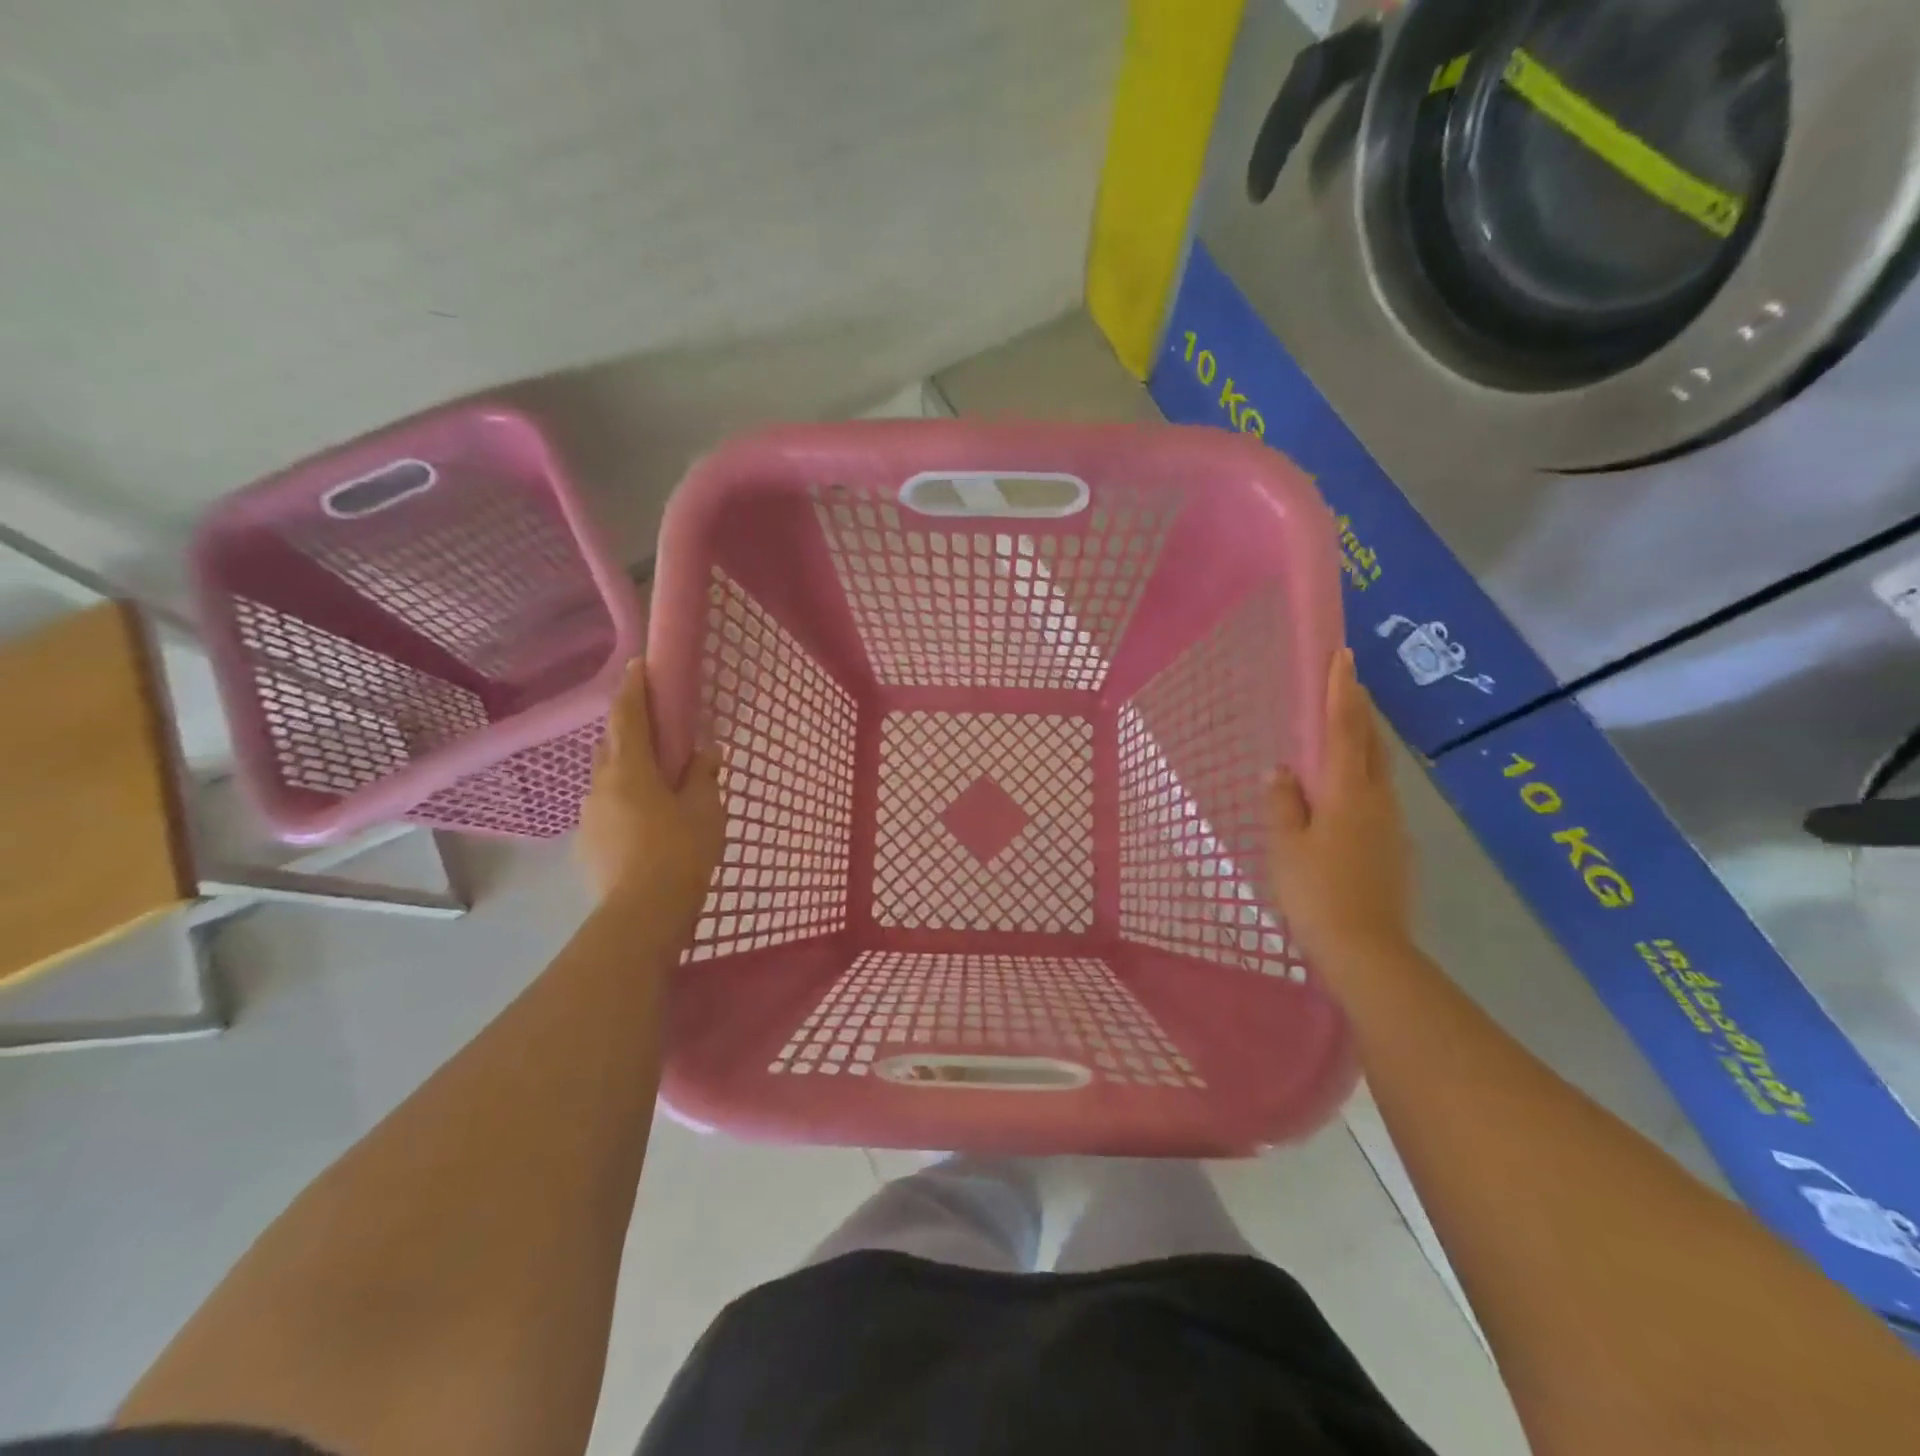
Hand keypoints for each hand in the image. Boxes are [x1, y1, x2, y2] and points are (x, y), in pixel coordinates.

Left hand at [579, 660, 724, 924]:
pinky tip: (647, 825)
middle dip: (630, 732)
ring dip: (628, 772)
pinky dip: (625, 804)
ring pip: (608, 780)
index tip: (638, 666)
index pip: (627, 717)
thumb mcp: (705, 811)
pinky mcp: (588, 846)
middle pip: (612, 746)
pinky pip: (608, 810)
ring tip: (658, 787)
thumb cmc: (680, 853)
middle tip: (658, 734)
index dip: (634, 689)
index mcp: (629, 770)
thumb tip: (705, 753)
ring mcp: (590, 818)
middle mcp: (600, 786)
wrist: (642, 917)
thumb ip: (704, 777)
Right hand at [1267, 649, 1414, 972]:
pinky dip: (1361, 779)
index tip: (1343, 656)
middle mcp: (1377, 801)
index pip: (1344, 730)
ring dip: (1363, 744)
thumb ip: (1283, 803)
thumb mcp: (1286, 845)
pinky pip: (1376, 799)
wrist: (1366, 950)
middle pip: (1371, 745)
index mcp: (1347, 793)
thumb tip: (1281, 771)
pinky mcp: (1393, 849)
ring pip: (1378, 772)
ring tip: (1342, 733)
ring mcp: (1391, 826)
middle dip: (1359, 711)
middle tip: (1346, 685)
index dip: (1341, 692)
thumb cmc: (1317, 892)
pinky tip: (1344, 795)